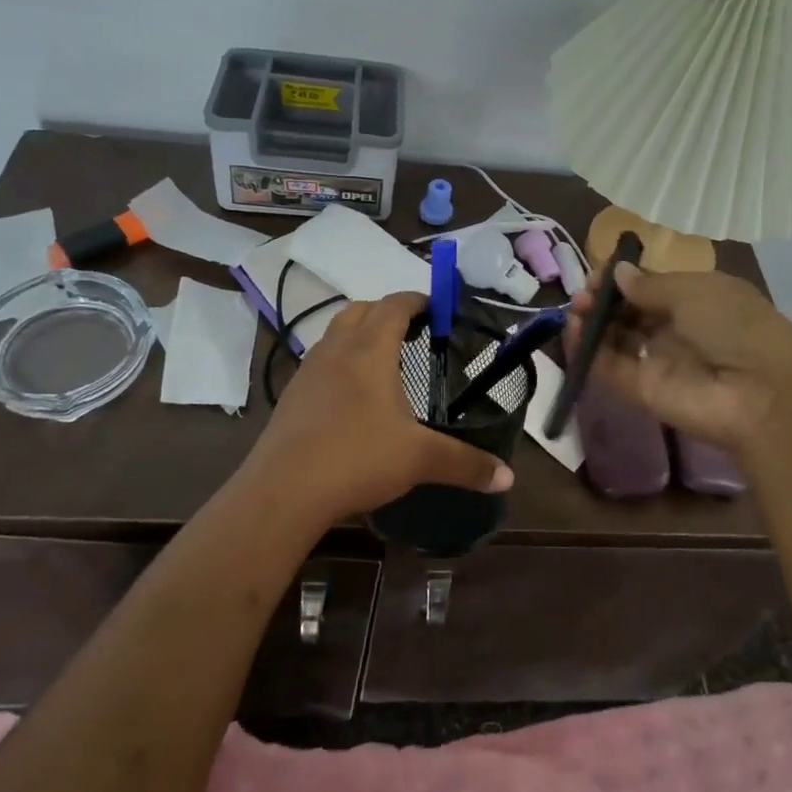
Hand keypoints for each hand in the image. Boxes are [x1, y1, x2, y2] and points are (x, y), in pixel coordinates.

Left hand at [244, 290, 513, 522]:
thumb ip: (466, 464)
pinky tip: (352, 398)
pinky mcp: (291, 395)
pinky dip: (340, 363)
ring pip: (336, 334)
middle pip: (361, 310)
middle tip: (414, 333)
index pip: (395, 305)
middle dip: (388, 313)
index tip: (438, 309)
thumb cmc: (357, 458)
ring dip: (360, 335)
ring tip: (384, 363)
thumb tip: (508, 478)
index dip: (418, 300)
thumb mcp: (420, 459)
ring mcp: (308, 370)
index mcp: (370, 349)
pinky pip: (320, 362)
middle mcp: (336, 349)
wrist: (283, 490)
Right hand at [567, 264, 791, 458]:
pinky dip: (587, 350)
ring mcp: (657, 361)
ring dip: (591, 322)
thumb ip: (649, 285)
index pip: (651, 287)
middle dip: (604, 300)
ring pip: (615, 339)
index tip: (601, 274)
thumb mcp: (695, 291)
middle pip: (630, 312)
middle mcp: (676, 330)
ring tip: (575, 310)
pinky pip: (609, 367)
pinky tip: (572, 330)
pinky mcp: (641, 390)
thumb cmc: (734, 326)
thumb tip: (618, 273)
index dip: (624, 279)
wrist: (761, 394)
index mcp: (697, 300)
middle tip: (583, 294)